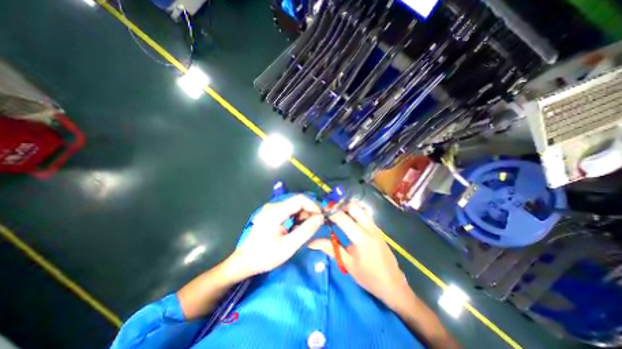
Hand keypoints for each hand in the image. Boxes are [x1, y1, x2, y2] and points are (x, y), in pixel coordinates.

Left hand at [227, 196, 325, 281]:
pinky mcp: (272, 213)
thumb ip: (306, 230)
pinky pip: (289, 211)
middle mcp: (274, 205)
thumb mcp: (289, 246)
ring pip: (295, 206)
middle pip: (298, 202)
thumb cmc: (265, 256)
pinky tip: (298, 228)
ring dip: (304, 215)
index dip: (314, 206)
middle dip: (310, 212)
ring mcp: (272, 209)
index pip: (301, 199)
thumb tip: (321, 218)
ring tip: (307, 229)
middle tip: (317, 225)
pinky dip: (297, 218)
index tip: (322, 217)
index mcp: (276, 211)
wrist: (244, 262)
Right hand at [307, 202, 411, 310]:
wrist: (393, 285)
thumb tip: (311, 242)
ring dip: (348, 209)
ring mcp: (375, 227)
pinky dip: (355, 213)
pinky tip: (349, 222)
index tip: (321, 212)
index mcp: (361, 237)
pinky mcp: (378, 229)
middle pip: (353, 206)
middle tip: (330, 213)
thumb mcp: (347, 263)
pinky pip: (365, 215)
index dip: (330, 212)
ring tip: (338, 216)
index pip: (342, 218)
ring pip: (360, 209)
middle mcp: (369, 228)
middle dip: (340, 206)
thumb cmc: (368, 277)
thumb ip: (330, 248)